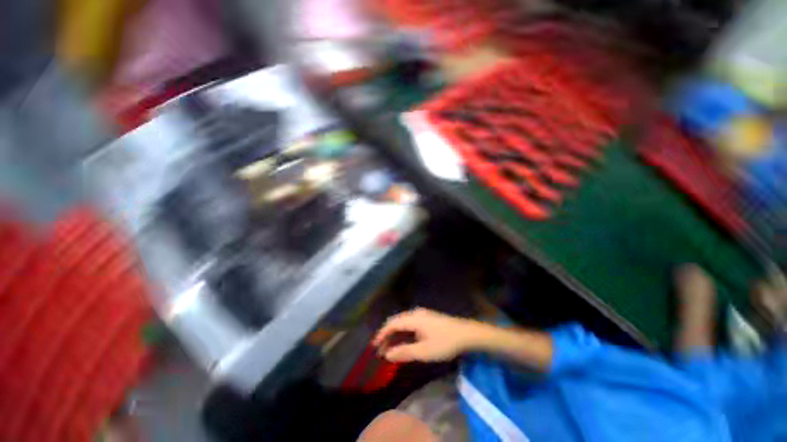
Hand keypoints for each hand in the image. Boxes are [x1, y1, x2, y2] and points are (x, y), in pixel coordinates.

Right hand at [372, 308, 480, 362]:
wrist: (466, 334)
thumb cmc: (445, 342)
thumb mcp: (424, 351)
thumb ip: (404, 352)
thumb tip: (387, 354)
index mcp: (413, 318)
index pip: (392, 324)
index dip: (381, 334)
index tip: (374, 347)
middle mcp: (415, 313)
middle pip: (396, 322)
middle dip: (387, 335)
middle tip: (380, 350)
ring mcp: (422, 315)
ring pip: (403, 323)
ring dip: (395, 335)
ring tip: (390, 348)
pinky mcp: (427, 319)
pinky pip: (410, 324)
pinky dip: (404, 333)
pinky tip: (404, 342)